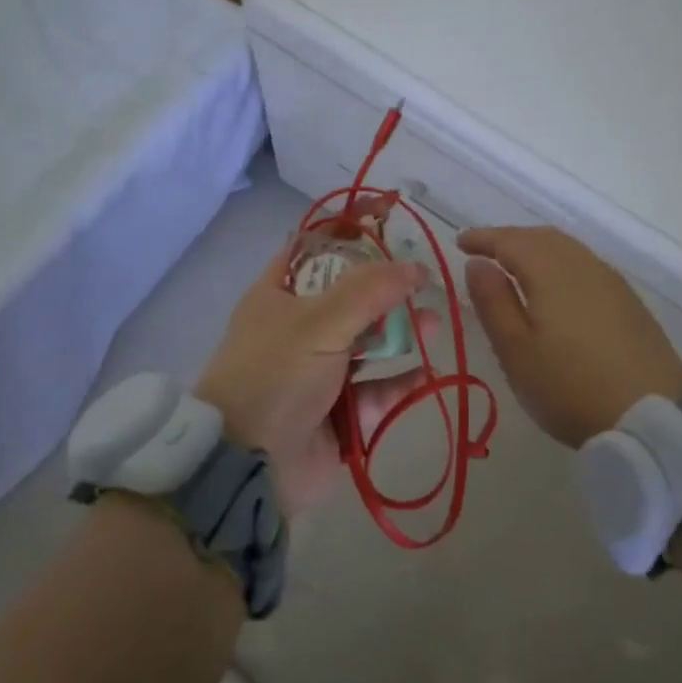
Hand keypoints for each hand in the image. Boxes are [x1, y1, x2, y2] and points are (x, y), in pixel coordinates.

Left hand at [195, 243, 430, 514]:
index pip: (315, 249)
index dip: (349, 231)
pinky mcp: (338, 411)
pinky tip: (425, 374)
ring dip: (400, 334)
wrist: (249, 465)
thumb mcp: (320, 322)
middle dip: (387, 289)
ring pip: (367, 343)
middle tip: (423, 282)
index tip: (389, 217)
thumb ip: (369, 291)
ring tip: (433, 325)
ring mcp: (318, 371)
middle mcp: (297, 328)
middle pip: (350, 297)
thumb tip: (415, 267)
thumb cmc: (276, 376)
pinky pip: (376, 389)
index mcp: (278, 295)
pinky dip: (399, 382)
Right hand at [458, 226, 681, 448]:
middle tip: (485, 252)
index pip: (511, 241)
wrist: (653, 418)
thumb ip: (493, 302)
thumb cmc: (570, 387)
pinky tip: (555, 287)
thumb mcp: (516, 351)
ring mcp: (612, 282)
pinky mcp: (629, 302)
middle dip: (510, 239)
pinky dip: (560, 264)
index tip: (460, 241)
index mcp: (552, 272)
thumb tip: (478, 263)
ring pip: (568, 250)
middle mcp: (584, 265)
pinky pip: (586, 266)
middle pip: (542, 238)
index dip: (484, 238)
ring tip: (515, 267)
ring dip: (537, 249)